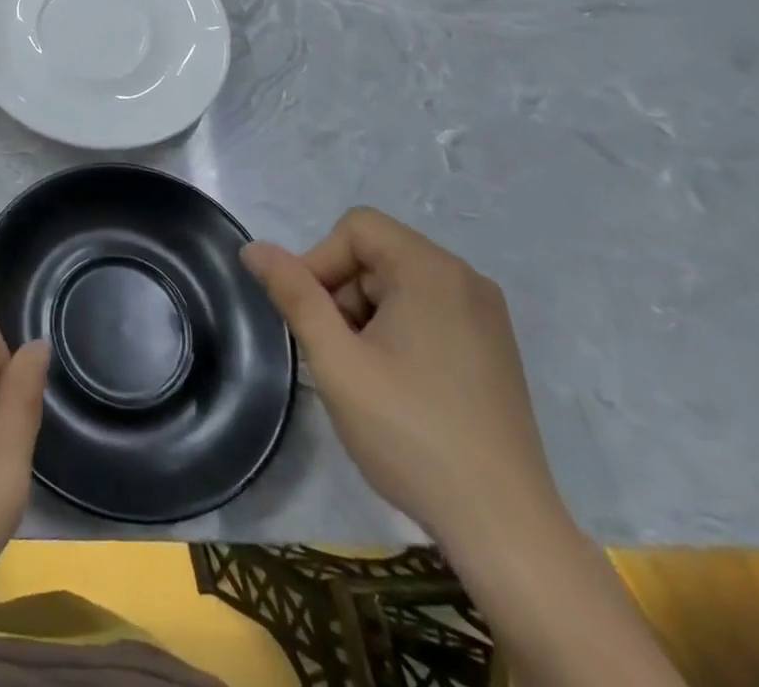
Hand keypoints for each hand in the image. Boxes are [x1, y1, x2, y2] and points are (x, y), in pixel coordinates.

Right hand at [242, 207, 559, 553]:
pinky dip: (397, 330)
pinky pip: (427, 310)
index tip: (314, 320)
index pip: (355, 229)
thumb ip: (293, 294)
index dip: (320, 263)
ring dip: (365, 314)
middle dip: (342, 293)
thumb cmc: (410, 433)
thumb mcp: (336, 360)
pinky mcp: (493, 347)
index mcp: (433, 271)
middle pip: (376, 254)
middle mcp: (466, 279)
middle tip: (337, 353)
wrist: (505, 529)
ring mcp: (486, 315)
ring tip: (365, 374)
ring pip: (398, 283)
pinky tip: (397, 384)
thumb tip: (253, 247)